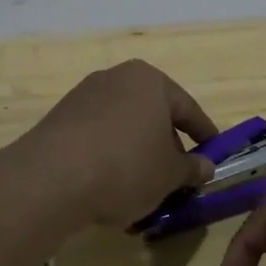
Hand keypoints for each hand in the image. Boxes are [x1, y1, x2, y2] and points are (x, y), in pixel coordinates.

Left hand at [25, 61, 218, 225]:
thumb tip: (205, 166)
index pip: (187, 108)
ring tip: (142, 187)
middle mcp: (115, 78)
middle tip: (176, 176)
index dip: (204, 134)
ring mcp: (83, 96)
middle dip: (166, 145)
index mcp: (149, 81)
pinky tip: (109, 186)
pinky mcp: (59, 119)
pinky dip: (108, 156)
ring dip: (136, 152)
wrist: (52, 178)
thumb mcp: (169, 175)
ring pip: (123, 126)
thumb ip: (191, 168)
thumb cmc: (126, 167)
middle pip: (152, 114)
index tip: (213, 153)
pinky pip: (96, 137)